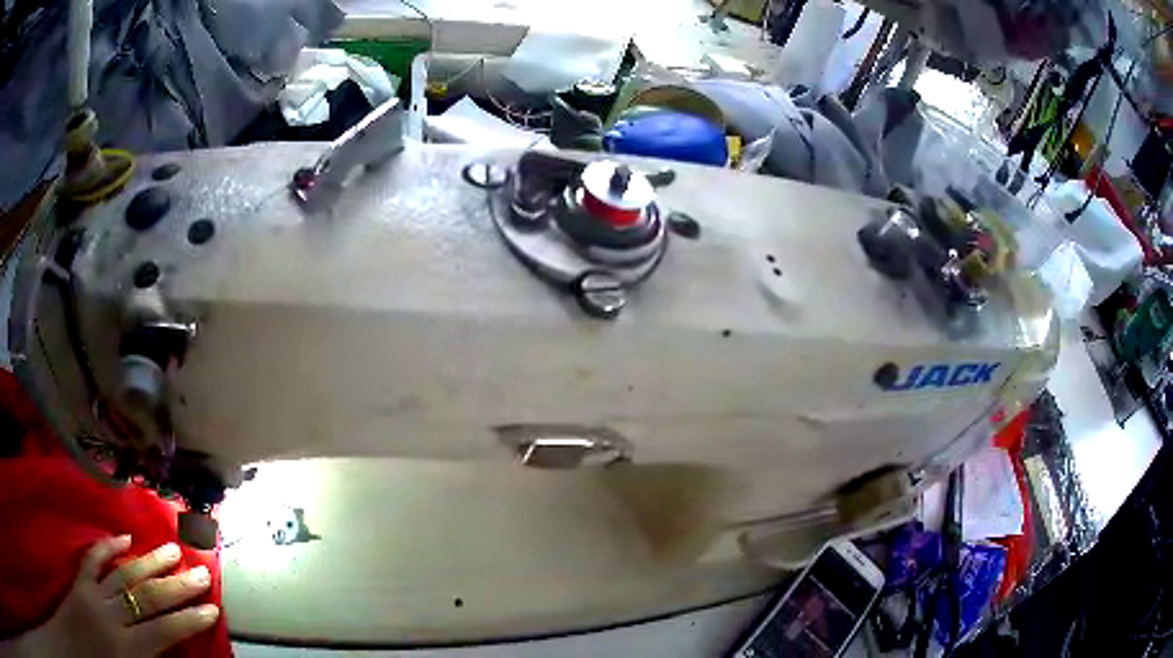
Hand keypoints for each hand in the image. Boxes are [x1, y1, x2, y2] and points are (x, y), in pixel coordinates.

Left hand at [13, 535, 219, 656]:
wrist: (83, 645)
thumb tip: (178, 651)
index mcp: (130, 650)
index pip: (165, 632)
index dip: (190, 620)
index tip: (213, 609)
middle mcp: (112, 618)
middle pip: (147, 599)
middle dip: (176, 586)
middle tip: (200, 571)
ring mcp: (93, 595)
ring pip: (123, 575)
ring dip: (149, 562)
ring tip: (172, 549)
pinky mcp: (79, 581)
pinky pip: (92, 560)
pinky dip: (108, 547)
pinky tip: (123, 538)